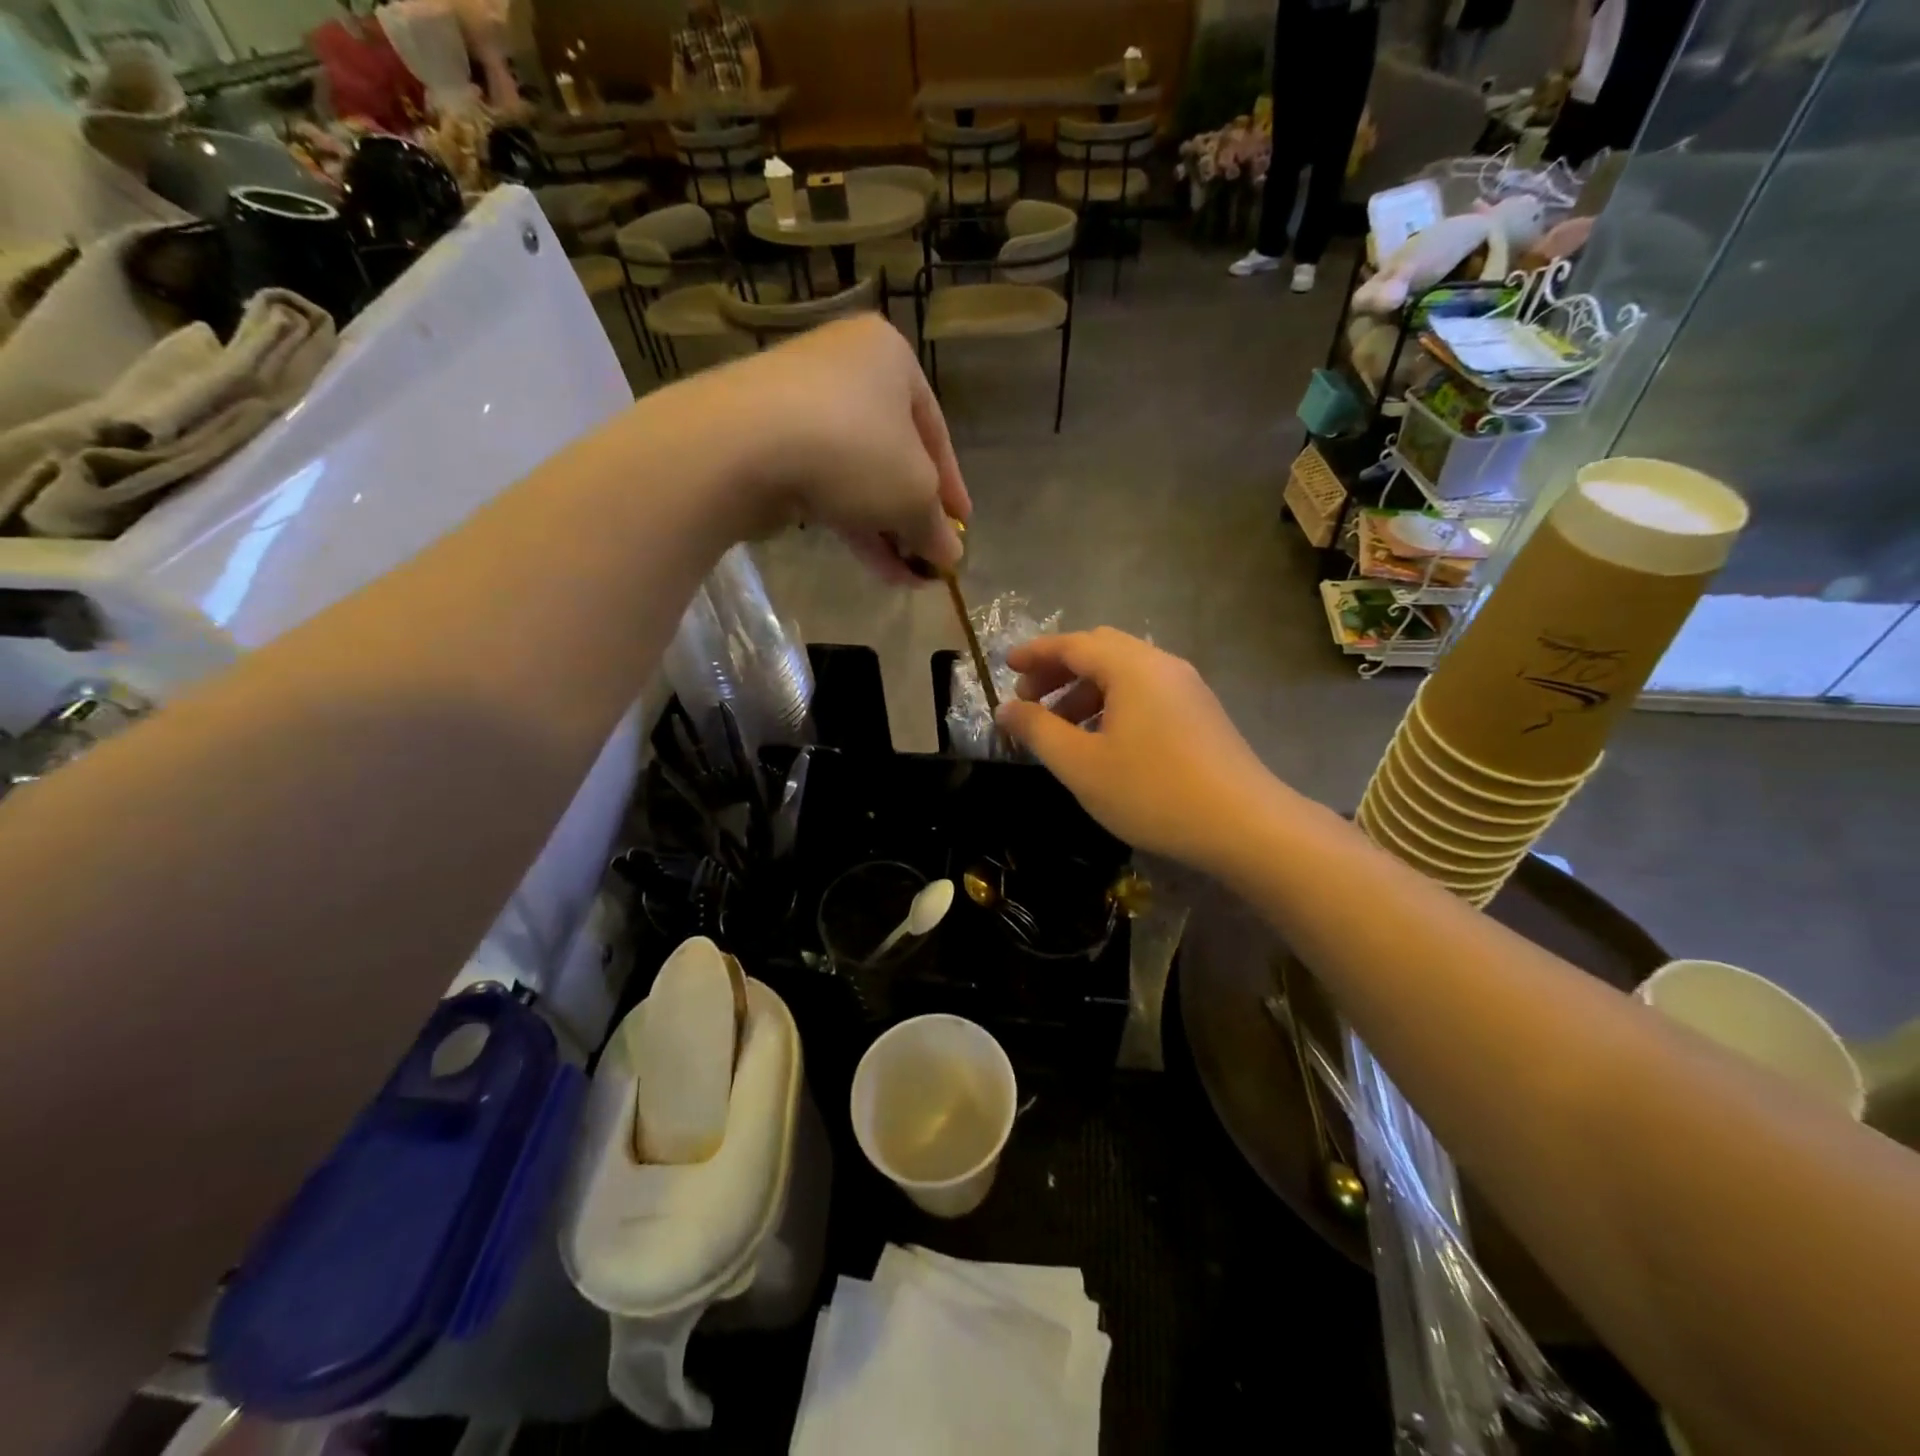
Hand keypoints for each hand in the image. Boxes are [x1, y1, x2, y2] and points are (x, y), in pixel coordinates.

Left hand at [670, 315, 970, 578]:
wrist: (741, 446)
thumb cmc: (854, 450)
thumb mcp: (915, 494)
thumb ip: (937, 527)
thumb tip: (951, 557)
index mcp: (889, 357)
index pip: (935, 430)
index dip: (952, 487)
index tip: (961, 528)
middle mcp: (844, 368)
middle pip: (893, 455)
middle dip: (913, 515)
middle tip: (928, 557)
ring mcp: (799, 402)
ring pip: (857, 475)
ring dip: (885, 530)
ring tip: (905, 578)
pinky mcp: (767, 439)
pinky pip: (823, 483)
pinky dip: (850, 522)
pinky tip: (873, 566)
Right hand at [994, 629, 1287, 871]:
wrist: (1245, 825)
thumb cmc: (1152, 791)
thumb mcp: (1081, 765)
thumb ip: (1037, 731)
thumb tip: (1005, 708)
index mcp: (1131, 667)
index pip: (1073, 644)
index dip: (1035, 653)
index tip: (1005, 666)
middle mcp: (1161, 665)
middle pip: (1100, 650)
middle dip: (1059, 670)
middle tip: (1030, 700)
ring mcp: (1186, 687)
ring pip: (1124, 673)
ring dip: (1085, 690)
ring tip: (1061, 728)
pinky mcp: (1200, 712)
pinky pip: (1145, 692)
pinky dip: (1113, 703)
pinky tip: (1103, 741)